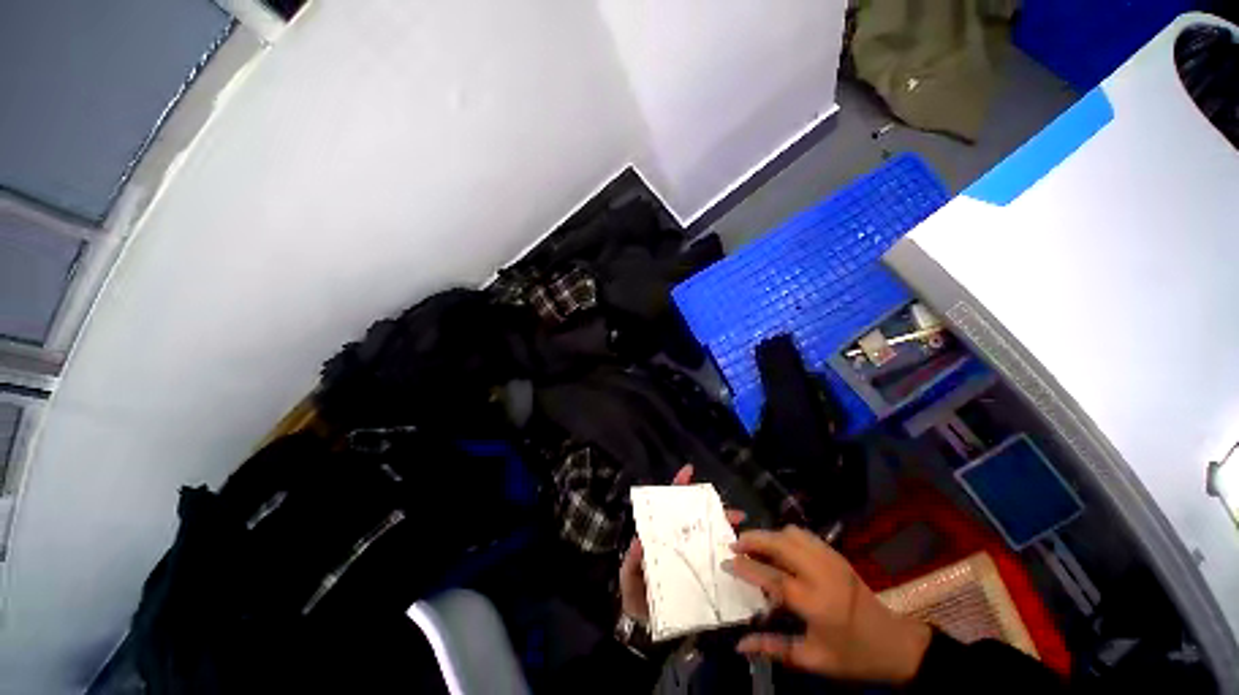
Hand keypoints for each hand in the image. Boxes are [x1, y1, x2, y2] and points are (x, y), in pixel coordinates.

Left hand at [619, 464, 744, 622]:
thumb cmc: (636, 594)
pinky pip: (717, 564)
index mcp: (660, 536)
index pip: (668, 507)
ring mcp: (691, 558)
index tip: (688, 471)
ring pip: (710, 538)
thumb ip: (631, 562)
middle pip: (696, 519)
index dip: (677, 487)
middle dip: (715, 511)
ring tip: (743, 532)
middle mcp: (678, 542)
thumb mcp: (629, 577)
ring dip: (727, 532)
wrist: (645, 626)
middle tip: (735, 513)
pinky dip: (730, 558)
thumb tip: (638, 543)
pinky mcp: (701, 577)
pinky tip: (744, 557)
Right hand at [729, 526, 931, 684]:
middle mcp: (822, 574)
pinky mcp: (836, 554)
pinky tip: (780, 548)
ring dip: (769, 535)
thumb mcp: (813, 659)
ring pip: (791, 533)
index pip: (772, 577)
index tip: (726, 561)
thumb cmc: (852, 656)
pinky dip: (785, 535)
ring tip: (756, 547)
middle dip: (753, 539)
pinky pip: (804, 535)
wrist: (894, 643)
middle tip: (735, 544)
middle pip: (779, 543)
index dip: (746, 567)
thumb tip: (739, 645)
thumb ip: (774, 648)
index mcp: (816, 603)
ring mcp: (831, 560)